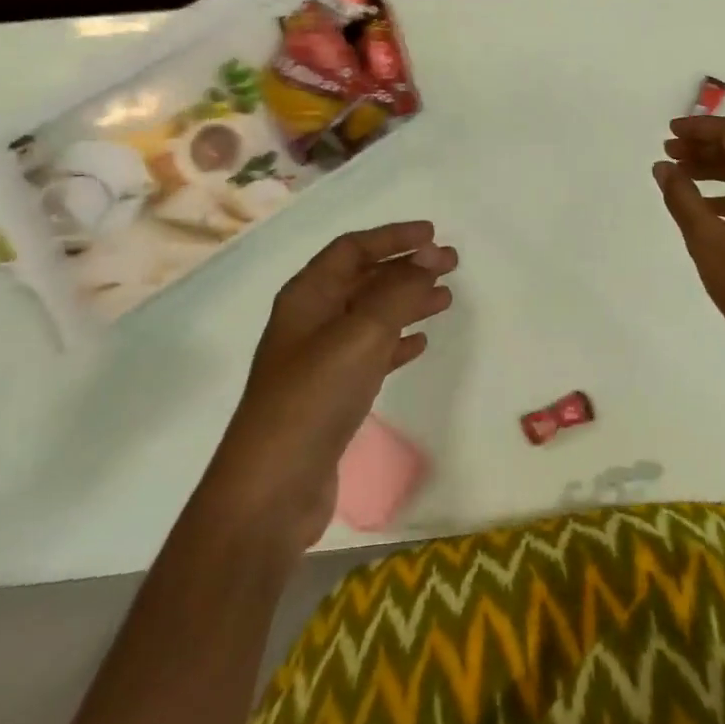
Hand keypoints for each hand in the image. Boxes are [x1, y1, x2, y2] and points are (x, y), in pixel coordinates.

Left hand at [211, 221, 456, 560]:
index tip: (434, 235)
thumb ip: (398, 292)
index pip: (353, 248)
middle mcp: (311, 320)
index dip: (393, 237)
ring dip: (407, 302)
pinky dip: (397, 341)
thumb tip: (430, 258)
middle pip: (364, 279)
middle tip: (451, 264)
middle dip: (406, 267)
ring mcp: (320, 358)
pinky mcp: (332, 394)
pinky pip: (371, 352)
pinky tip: (420, 342)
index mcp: (307, 296)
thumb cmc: (313, 398)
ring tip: (445, 299)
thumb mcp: (360, 334)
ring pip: (371, 315)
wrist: (273, 487)